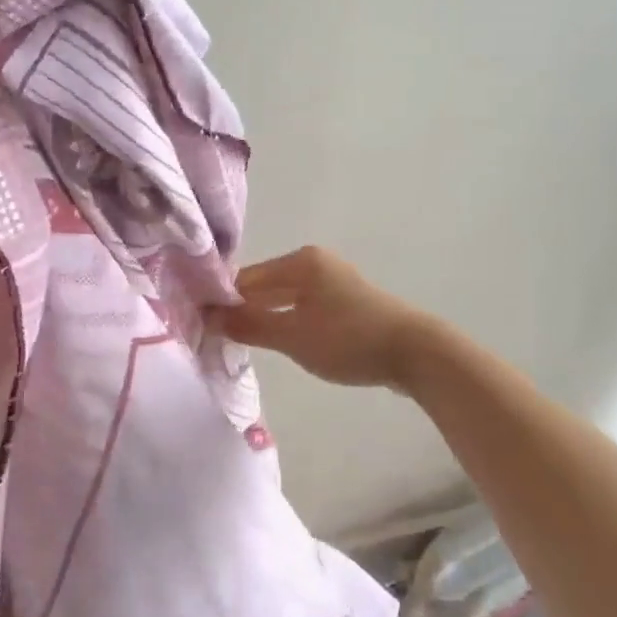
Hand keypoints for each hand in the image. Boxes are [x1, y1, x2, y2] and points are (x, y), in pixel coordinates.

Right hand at [215, 246, 436, 390]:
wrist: (415, 354)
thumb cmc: (348, 339)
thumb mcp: (293, 336)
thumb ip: (249, 325)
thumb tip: (210, 316)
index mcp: (301, 261)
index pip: (246, 278)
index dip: (222, 301)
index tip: (201, 325)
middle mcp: (315, 263)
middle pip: (265, 286)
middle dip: (242, 310)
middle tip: (215, 338)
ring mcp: (332, 282)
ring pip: (285, 299)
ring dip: (264, 318)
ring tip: (240, 343)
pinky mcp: (345, 303)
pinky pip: (303, 308)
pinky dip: (287, 322)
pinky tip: (277, 342)